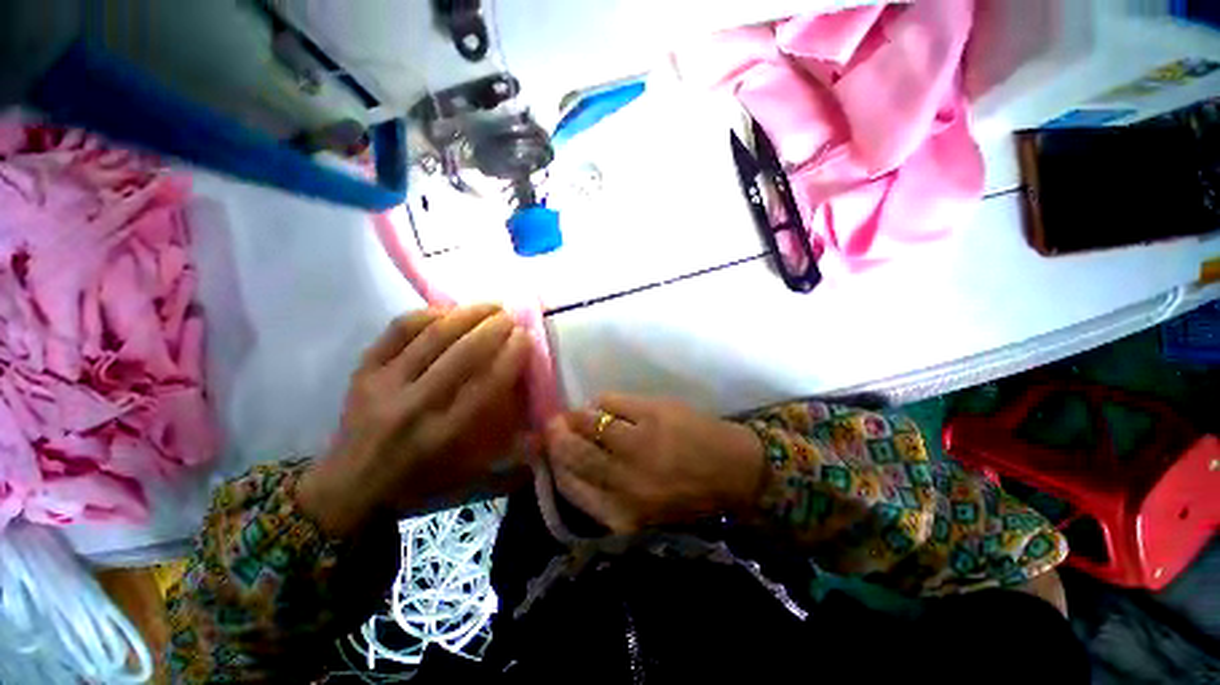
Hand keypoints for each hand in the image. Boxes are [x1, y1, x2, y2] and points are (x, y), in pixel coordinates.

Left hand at [297, 305, 531, 536]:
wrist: (347, 489)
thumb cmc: (417, 486)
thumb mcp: (468, 486)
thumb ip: (510, 469)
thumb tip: (545, 439)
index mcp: (444, 436)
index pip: (486, 385)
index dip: (511, 355)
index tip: (526, 337)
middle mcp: (415, 407)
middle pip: (462, 354)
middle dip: (493, 328)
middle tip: (511, 316)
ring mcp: (385, 385)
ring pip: (432, 337)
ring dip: (467, 314)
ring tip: (490, 305)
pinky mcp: (364, 371)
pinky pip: (398, 331)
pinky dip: (427, 315)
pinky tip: (448, 310)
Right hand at [545, 394, 765, 533]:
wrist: (735, 471)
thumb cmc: (688, 495)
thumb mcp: (643, 510)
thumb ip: (606, 494)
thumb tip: (569, 463)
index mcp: (622, 514)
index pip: (570, 486)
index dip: (553, 465)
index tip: (545, 451)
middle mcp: (625, 481)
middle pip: (574, 453)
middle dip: (556, 436)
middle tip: (552, 424)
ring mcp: (638, 444)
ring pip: (589, 423)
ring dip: (577, 416)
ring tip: (576, 414)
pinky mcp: (651, 414)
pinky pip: (610, 402)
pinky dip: (602, 401)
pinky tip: (604, 405)